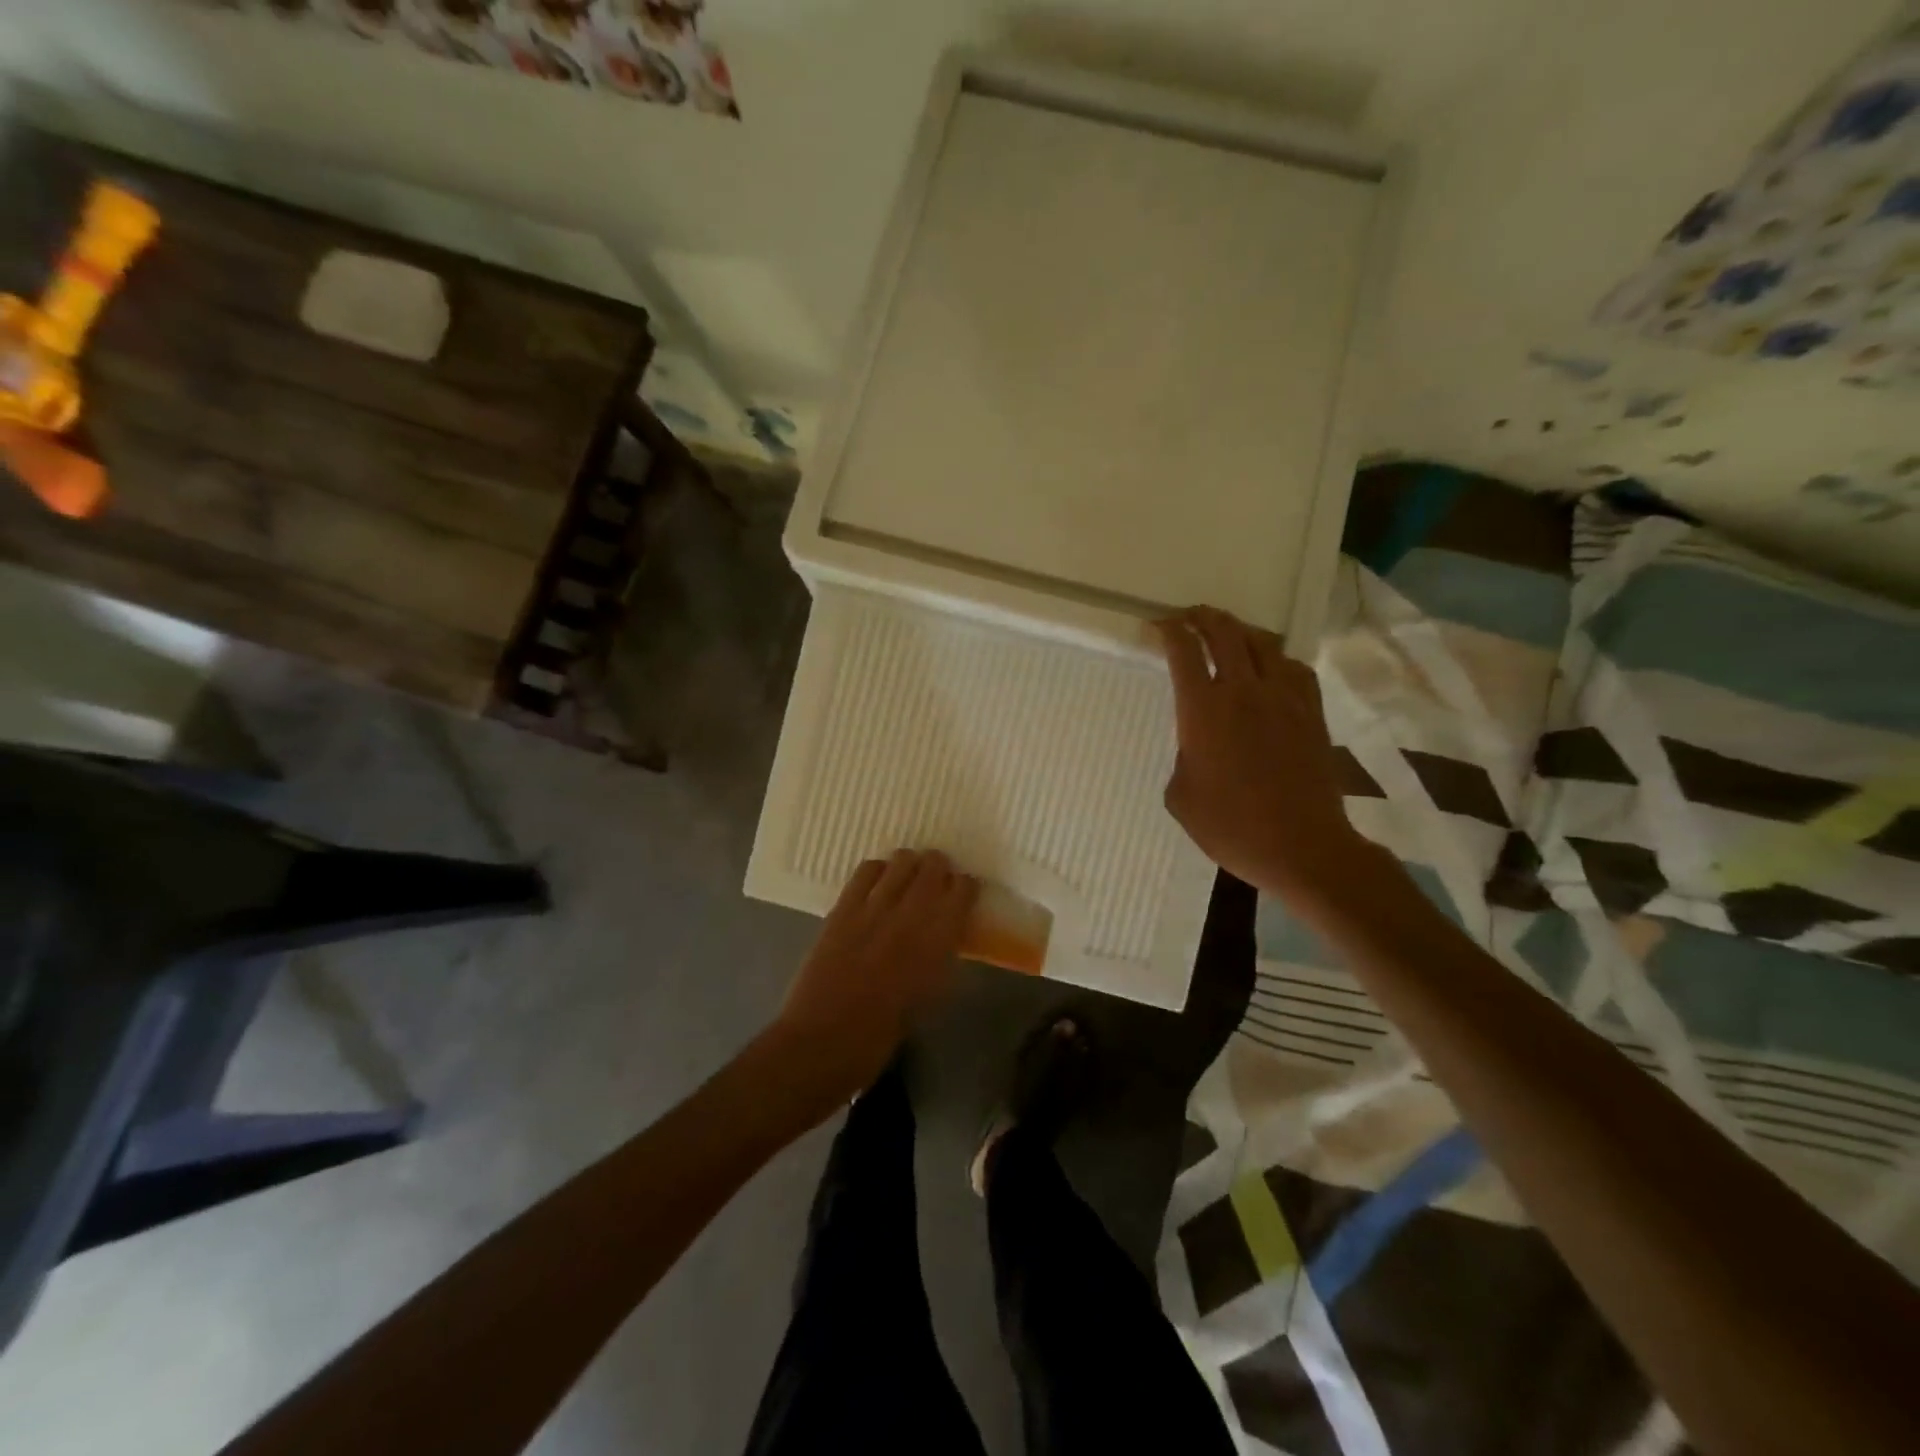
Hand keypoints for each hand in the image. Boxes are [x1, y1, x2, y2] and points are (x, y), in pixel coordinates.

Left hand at [768, 850, 977, 1105]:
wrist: (822, 1042)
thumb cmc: (881, 1036)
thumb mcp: (928, 999)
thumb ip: (939, 961)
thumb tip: (945, 937)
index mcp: (938, 944)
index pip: (962, 893)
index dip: (966, 887)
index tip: (965, 891)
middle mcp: (910, 917)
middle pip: (933, 868)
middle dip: (940, 868)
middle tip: (939, 877)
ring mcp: (873, 909)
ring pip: (901, 863)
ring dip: (911, 864)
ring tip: (911, 873)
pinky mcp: (842, 909)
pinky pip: (865, 872)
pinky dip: (878, 869)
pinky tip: (880, 879)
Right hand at [1156, 607, 1362, 902]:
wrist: (1302, 847)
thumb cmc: (1231, 826)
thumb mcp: (1181, 797)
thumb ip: (1183, 758)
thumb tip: (1196, 746)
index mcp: (1204, 710)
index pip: (1184, 652)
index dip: (1170, 631)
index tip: (1159, 626)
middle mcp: (1245, 691)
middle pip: (1225, 633)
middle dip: (1203, 617)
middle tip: (1190, 616)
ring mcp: (1284, 698)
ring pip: (1263, 643)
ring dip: (1240, 632)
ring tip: (1228, 634)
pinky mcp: (1312, 713)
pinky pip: (1294, 668)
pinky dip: (1276, 658)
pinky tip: (1271, 668)